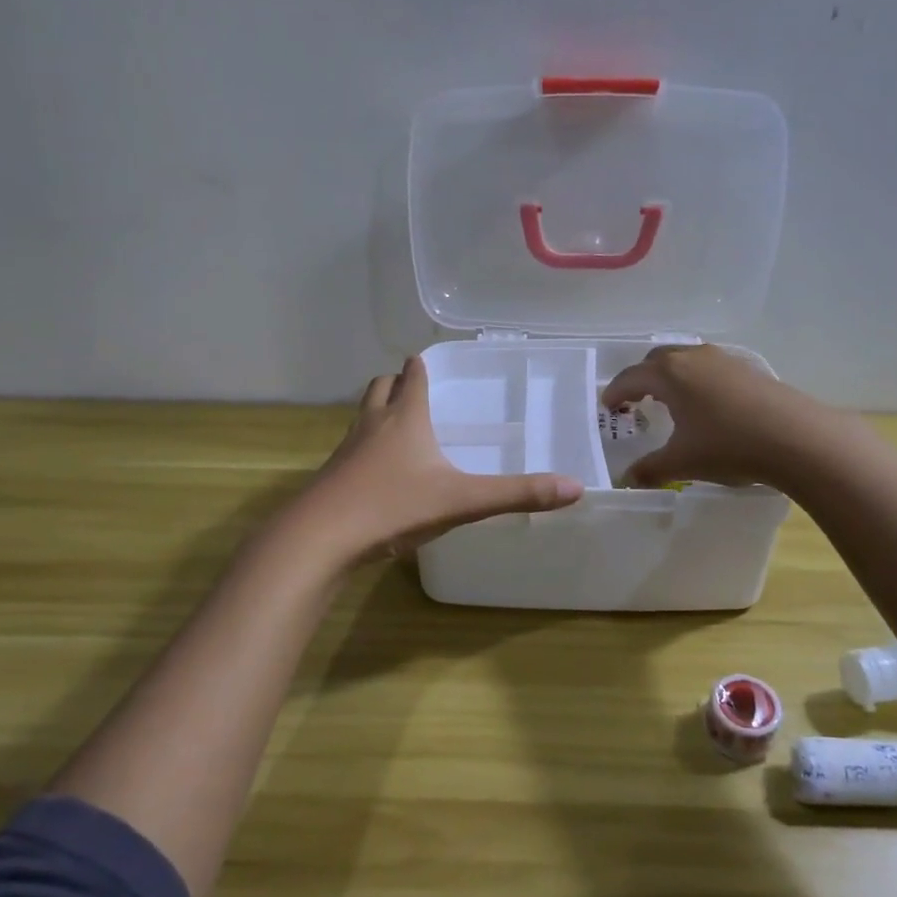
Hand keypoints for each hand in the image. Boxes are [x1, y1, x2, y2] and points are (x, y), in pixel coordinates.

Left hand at [290, 356, 584, 566]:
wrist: (321, 537)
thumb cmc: (393, 506)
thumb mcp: (462, 500)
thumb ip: (517, 494)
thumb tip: (575, 488)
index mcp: (405, 418)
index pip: (414, 376)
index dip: (422, 365)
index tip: (429, 359)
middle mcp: (373, 424)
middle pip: (381, 388)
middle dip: (397, 383)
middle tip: (415, 388)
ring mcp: (347, 450)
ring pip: (362, 416)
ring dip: (379, 412)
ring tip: (398, 425)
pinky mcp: (333, 476)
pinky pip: (352, 449)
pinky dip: (366, 447)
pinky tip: (379, 472)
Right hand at [600, 344, 820, 488]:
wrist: (796, 437)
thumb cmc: (728, 446)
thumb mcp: (682, 462)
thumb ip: (650, 469)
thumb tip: (628, 479)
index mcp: (669, 374)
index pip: (631, 377)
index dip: (615, 391)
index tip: (608, 406)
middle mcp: (693, 358)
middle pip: (657, 359)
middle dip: (641, 378)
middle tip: (634, 400)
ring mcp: (723, 360)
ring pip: (686, 359)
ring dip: (670, 376)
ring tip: (670, 400)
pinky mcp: (748, 369)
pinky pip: (709, 367)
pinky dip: (696, 379)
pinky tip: (706, 404)